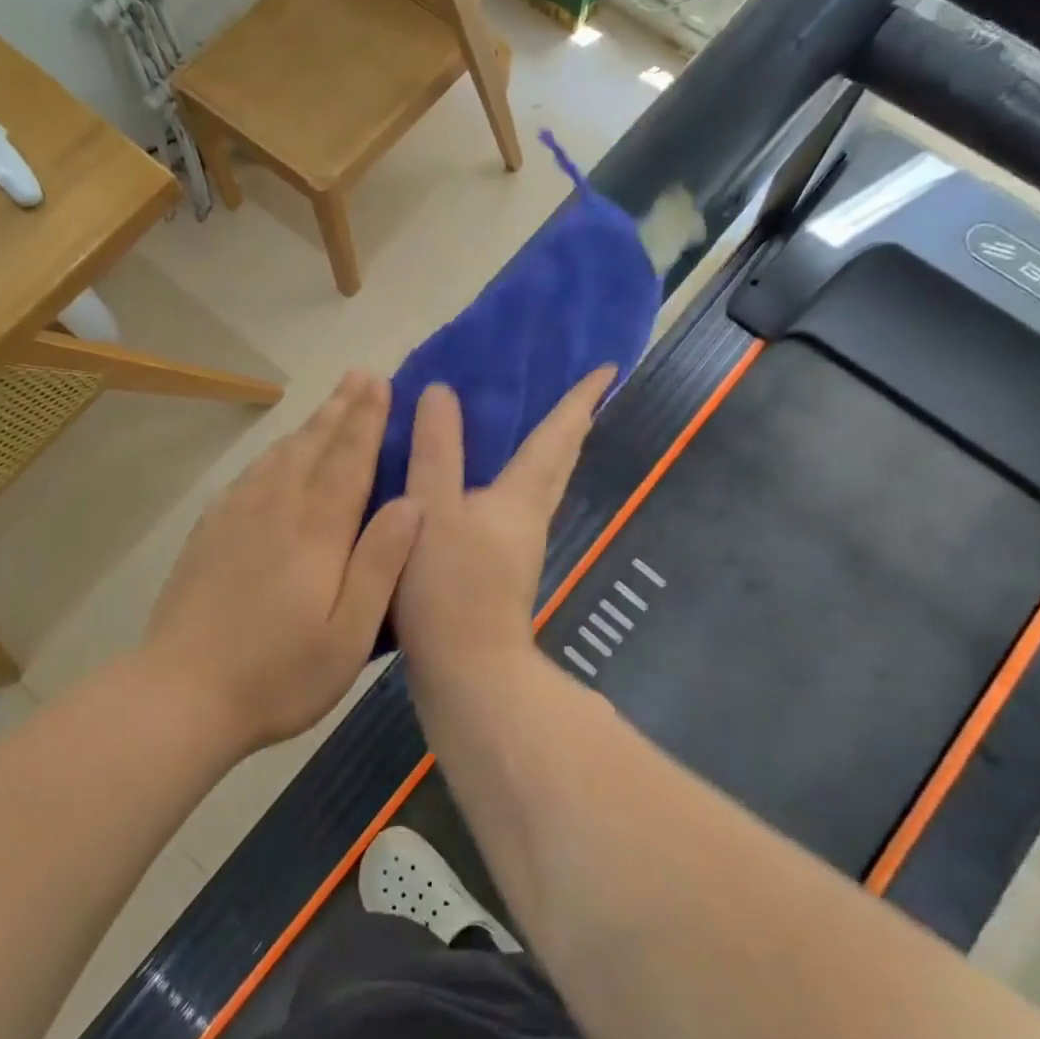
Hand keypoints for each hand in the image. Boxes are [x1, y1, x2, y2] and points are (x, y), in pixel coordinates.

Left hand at [140, 372, 420, 751]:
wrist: (180, 694)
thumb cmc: (279, 675)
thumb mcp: (348, 635)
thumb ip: (380, 564)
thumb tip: (413, 502)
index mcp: (317, 531)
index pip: (349, 460)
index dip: (368, 419)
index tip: (381, 383)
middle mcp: (277, 509)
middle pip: (314, 446)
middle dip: (341, 408)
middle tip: (360, 374)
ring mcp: (237, 517)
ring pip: (281, 455)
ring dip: (309, 424)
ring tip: (329, 403)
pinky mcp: (210, 532)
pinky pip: (250, 475)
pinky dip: (273, 453)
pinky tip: (277, 453)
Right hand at [394, 366, 616, 676]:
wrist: (466, 670)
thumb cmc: (449, 585)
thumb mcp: (431, 508)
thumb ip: (435, 450)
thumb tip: (441, 393)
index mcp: (521, 495)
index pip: (558, 435)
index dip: (580, 399)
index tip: (607, 368)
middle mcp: (530, 514)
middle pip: (561, 460)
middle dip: (573, 423)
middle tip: (580, 391)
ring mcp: (520, 543)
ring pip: (543, 483)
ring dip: (550, 449)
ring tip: (536, 422)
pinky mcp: (504, 565)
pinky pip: (518, 502)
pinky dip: (518, 476)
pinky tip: (490, 479)